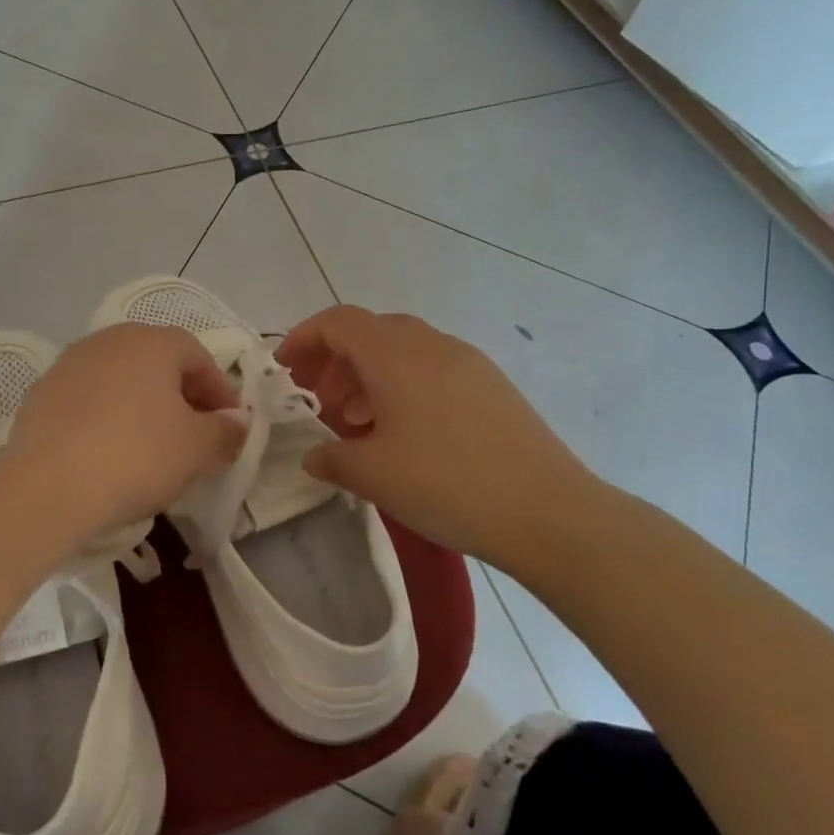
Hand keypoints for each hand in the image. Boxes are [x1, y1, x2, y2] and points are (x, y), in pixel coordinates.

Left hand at [4, 323, 245, 540]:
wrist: (47, 488)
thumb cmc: (136, 456)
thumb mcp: (197, 449)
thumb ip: (225, 431)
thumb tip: (235, 423)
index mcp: (152, 342)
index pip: (198, 356)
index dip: (219, 391)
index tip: (229, 427)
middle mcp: (109, 340)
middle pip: (157, 363)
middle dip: (181, 396)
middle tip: (194, 435)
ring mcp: (69, 364)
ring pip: (120, 380)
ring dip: (142, 406)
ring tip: (152, 446)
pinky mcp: (40, 393)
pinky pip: (88, 400)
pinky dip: (106, 418)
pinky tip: (108, 452)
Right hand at [277, 306, 604, 573]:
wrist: (549, 512)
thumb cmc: (447, 485)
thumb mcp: (373, 475)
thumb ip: (331, 458)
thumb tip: (314, 455)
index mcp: (396, 356)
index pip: (339, 322)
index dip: (304, 338)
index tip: (284, 369)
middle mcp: (432, 346)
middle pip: (370, 332)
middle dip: (334, 361)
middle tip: (316, 401)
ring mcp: (467, 363)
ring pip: (402, 351)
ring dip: (367, 376)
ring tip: (354, 422)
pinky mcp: (491, 386)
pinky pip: (431, 369)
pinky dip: (401, 386)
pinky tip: (400, 432)